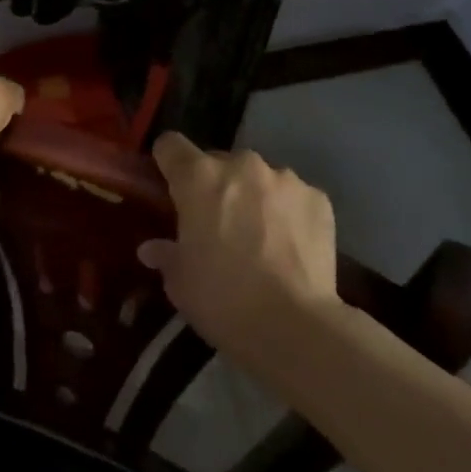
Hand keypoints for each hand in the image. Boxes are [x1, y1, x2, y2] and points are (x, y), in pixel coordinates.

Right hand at [138, 131, 340, 364]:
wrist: (294, 325)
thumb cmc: (222, 300)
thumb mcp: (180, 283)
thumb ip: (166, 254)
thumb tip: (152, 248)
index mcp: (199, 178)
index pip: (171, 145)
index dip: (167, 163)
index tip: (169, 187)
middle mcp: (242, 165)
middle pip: (218, 162)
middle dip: (215, 186)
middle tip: (216, 225)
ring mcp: (285, 178)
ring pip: (259, 178)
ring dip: (253, 197)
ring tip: (260, 238)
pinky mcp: (318, 198)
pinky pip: (293, 196)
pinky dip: (287, 213)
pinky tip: (290, 247)